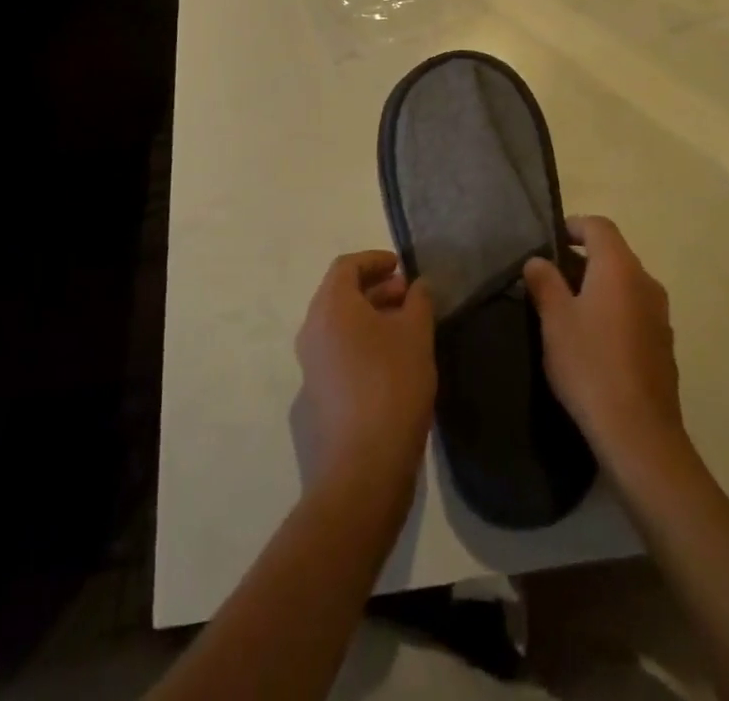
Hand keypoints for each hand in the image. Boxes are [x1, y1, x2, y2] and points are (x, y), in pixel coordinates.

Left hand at [294, 251, 436, 493]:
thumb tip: (418, 286)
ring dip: (369, 316)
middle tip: (407, 296)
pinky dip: (361, 343)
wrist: (362, 468)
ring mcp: (310, 365)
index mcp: (331, 307)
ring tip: (404, 327)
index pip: (347, 266)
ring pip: (338, 325)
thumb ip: (419, 301)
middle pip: (340, 294)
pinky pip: (337, 352)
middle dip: (374, 288)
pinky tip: (390, 362)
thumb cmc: (391, 386)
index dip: (374, 260)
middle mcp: (312, 330)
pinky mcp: (316, 396)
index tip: (401, 266)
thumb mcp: (416, 335)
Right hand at [523, 216, 686, 475]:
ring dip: (599, 286)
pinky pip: (635, 311)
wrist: (639, 434)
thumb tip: (537, 260)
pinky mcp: (664, 344)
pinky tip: (594, 341)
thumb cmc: (590, 365)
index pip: (599, 226)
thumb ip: (545, 283)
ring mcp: (660, 314)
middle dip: (583, 258)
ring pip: (625, 284)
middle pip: (614, 253)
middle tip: (551, 277)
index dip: (573, 226)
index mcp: (619, 268)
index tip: (550, 241)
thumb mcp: (555, 320)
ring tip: (569, 309)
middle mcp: (646, 282)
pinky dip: (614, 311)